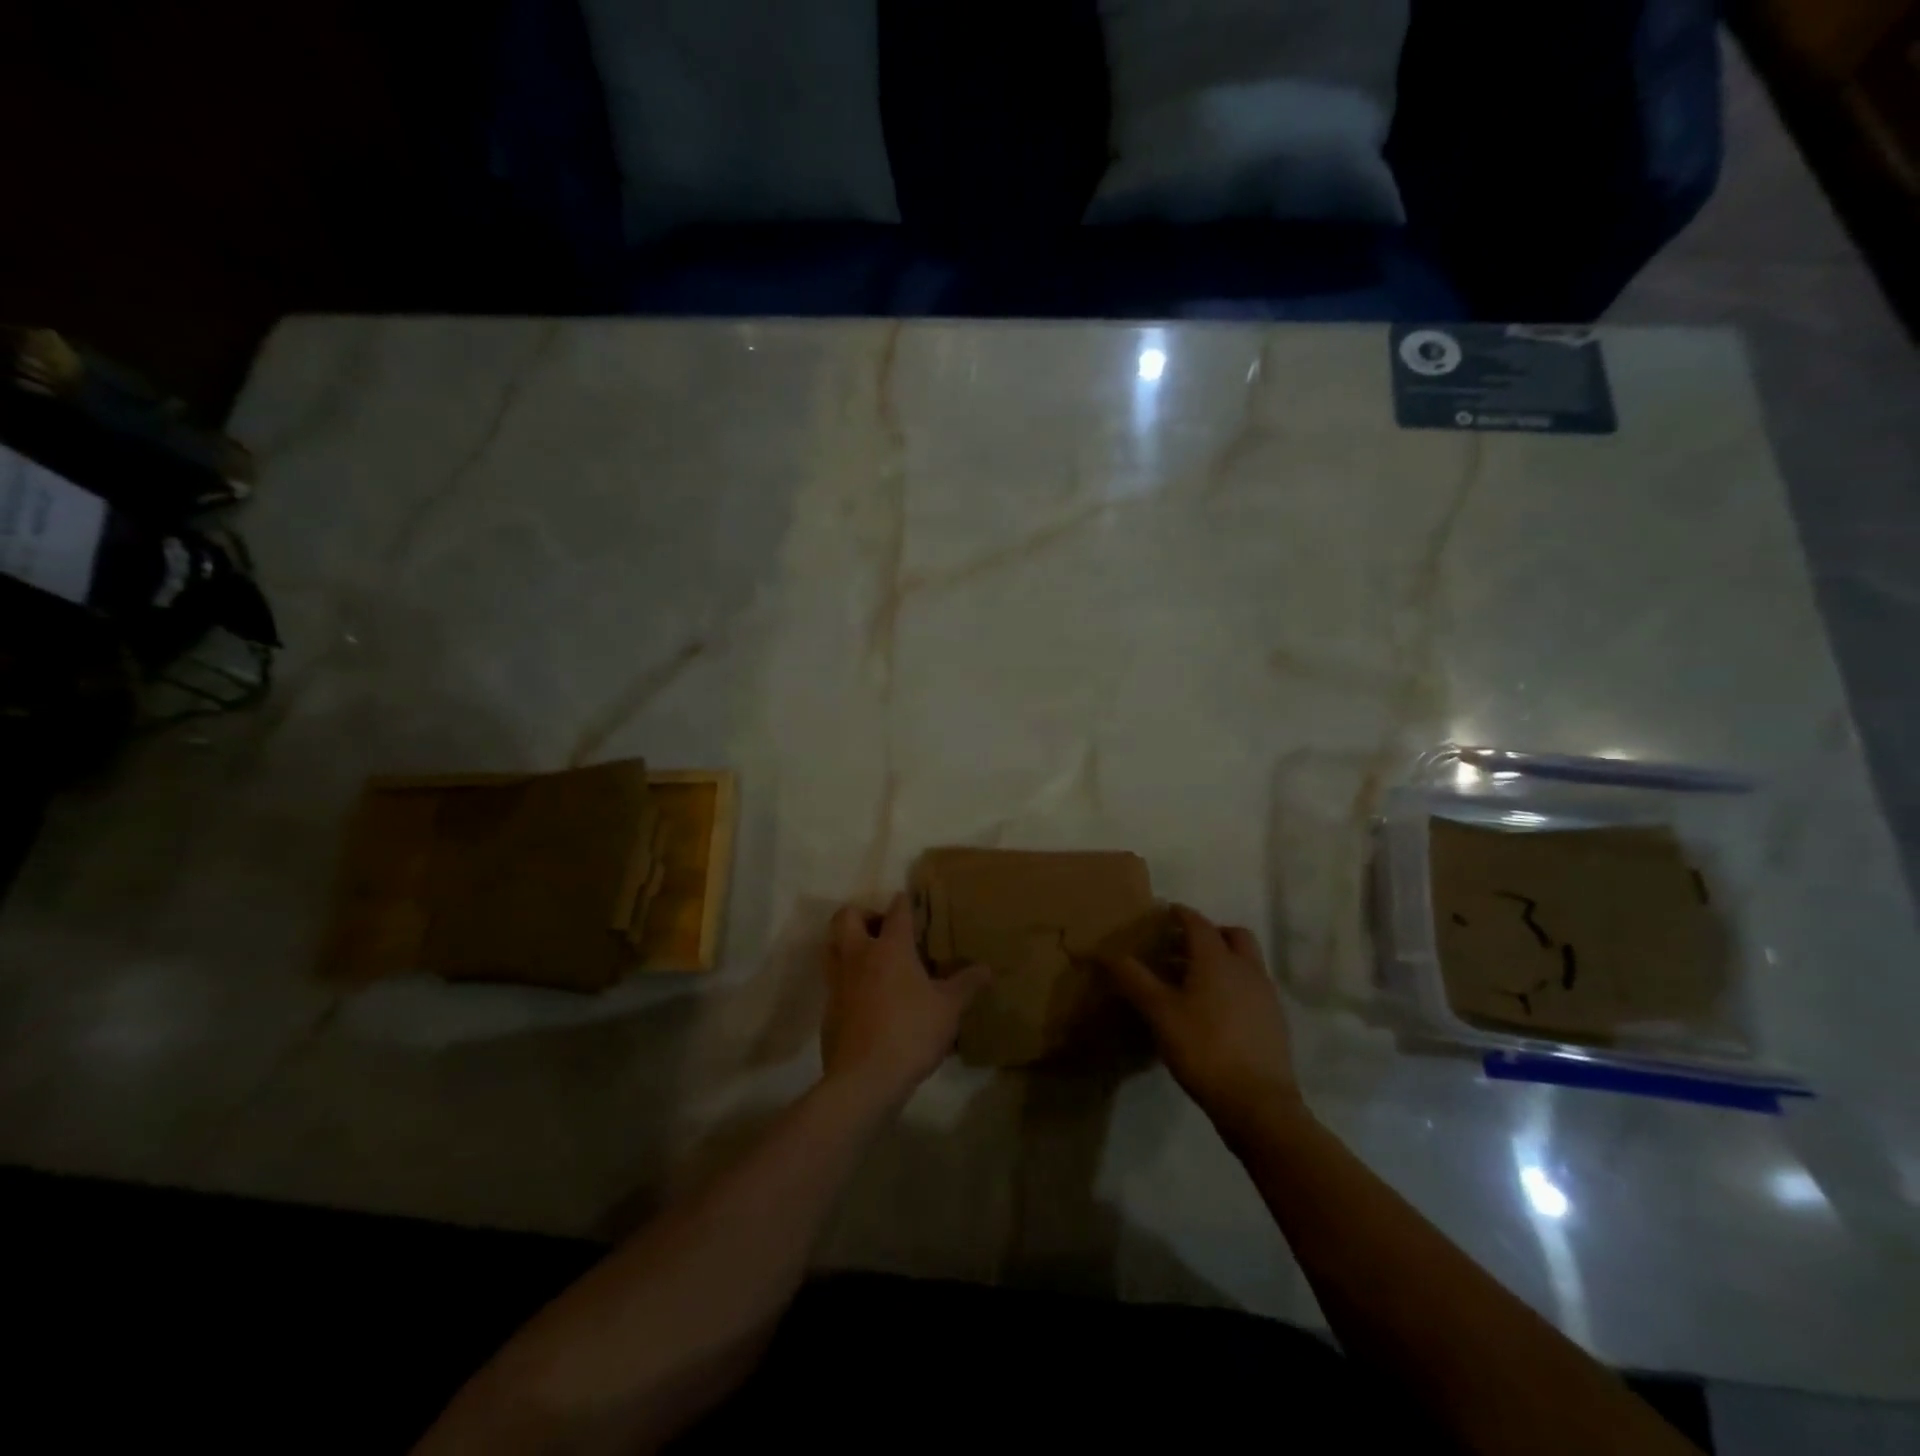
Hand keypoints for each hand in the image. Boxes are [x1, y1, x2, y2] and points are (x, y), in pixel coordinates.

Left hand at [822, 894, 989, 1108]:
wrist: (864, 1079)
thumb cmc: (911, 1032)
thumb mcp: (949, 1009)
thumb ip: (967, 985)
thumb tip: (987, 969)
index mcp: (890, 948)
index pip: (896, 911)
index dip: (903, 903)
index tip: (908, 901)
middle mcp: (858, 956)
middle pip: (846, 917)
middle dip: (863, 915)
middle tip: (882, 930)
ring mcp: (838, 982)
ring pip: (831, 946)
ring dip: (847, 944)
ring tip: (870, 959)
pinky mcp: (828, 1009)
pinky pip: (833, 981)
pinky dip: (846, 980)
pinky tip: (866, 999)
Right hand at [1102, 905, 1299, 1128]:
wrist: (1258, 1103)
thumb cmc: (1203, 1048)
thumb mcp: (1159, 1013)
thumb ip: (1134, 979)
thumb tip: (1105, 953)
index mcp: (1218, 959)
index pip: (1198, 923)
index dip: (1180, 914)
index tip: (1165, 913)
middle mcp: (1246, 968)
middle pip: (1233, 935)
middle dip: (1210, 933)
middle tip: (1183, 945)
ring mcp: (1265, 995)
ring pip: (1246, 961)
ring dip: (1224, 959)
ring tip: (1195, 979)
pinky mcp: (1274, 1020)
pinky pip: (1252, 987)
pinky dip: (1234, 984)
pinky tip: (1215, 1009)